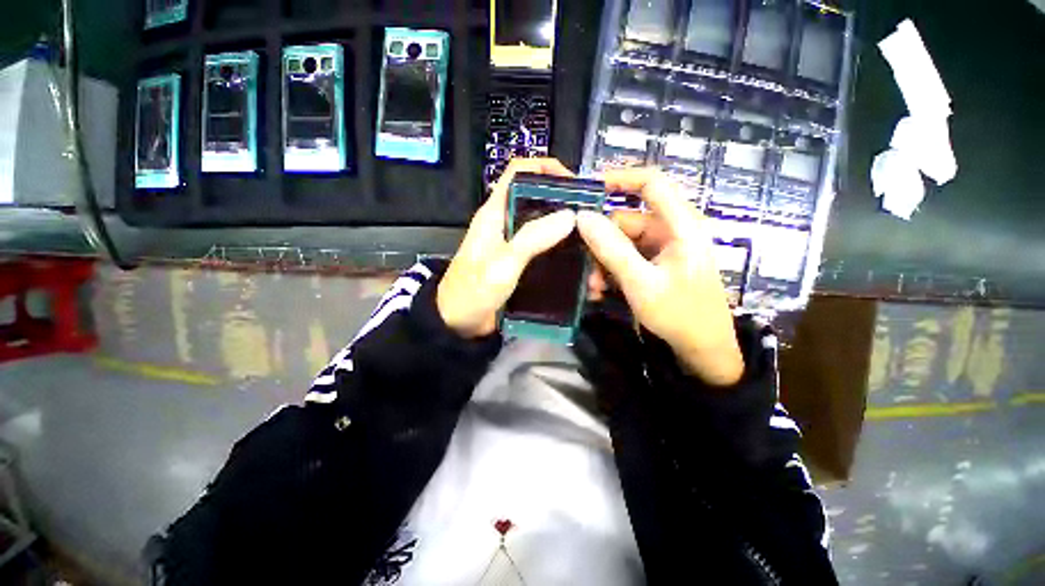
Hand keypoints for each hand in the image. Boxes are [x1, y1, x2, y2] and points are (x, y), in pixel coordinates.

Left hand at [437, 158, 576, 337]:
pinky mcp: (521, 262)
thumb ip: (531, 239)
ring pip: (545, 226)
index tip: (575, 184)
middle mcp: (507, 223)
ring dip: (568, 233)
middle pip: (539, 200)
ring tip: (592, 246)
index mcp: (495, 213)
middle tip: (593, 220)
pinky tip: (579, 264)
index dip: (546, 168)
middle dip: (566, 205)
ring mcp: (515, 244)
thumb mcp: (501, 265)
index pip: (519, 172)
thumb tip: (569, 216)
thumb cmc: (472, 292)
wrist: (458, 324)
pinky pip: (546, 249)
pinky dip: (562, 252)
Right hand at [577, 168, 742, 385]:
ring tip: (594, 288)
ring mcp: (662, 248)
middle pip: (626, 220)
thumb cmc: (680, 315)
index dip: (620, 179)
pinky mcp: (655, 264)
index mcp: (681, 225)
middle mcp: (671, 230)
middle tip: (585, 269)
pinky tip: (601, 291)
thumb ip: (612, 249)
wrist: (702, 350)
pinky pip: (626, 258)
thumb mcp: (641, 283)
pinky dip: (611, 271)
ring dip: (603, 263)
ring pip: (621, 242)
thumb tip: (582, 217)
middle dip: (601, 244)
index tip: (587, 191)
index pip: (652, 183)